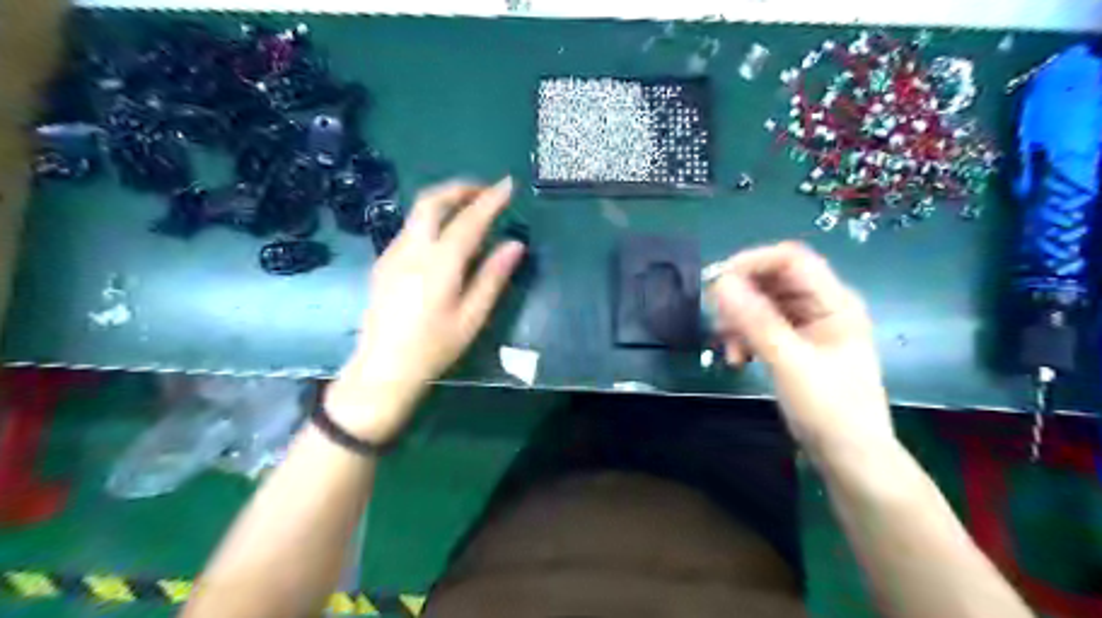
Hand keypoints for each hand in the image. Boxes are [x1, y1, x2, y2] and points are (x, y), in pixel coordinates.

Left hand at [323, 180, 523, 444]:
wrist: (383, 368)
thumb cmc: (434, 347)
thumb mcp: (472, 317)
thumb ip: (493, 277)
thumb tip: (515, 245)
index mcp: (439, 264)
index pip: (469, 220)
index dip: (490, 200)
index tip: (508, 184)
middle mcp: (412, 250)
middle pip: (431, 201)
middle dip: (459, 188)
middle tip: (484, 191)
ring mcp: (392, 254)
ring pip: (417, 213)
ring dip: (444, 202)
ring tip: (469, 211)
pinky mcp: (383, 263)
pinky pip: (410, 229)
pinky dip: (431, 221)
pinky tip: (444, 239)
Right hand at [711, 245, 898, 461]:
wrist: (850, 460)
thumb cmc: (830, 411)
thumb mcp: (790, 364)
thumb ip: (756, 321)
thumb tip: (720, 283)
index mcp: (834, 302)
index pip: (790, 259)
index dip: (752, 263)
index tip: (717, 284)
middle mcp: (821, 306)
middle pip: (772, 281)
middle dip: (740, 299)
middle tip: (717, 325)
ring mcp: (808, 326)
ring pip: (762, 304)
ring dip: (738, 322)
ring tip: (728, 351)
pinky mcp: (794, 345)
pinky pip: (761, 326)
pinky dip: (744, 338)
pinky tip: (736, 359)